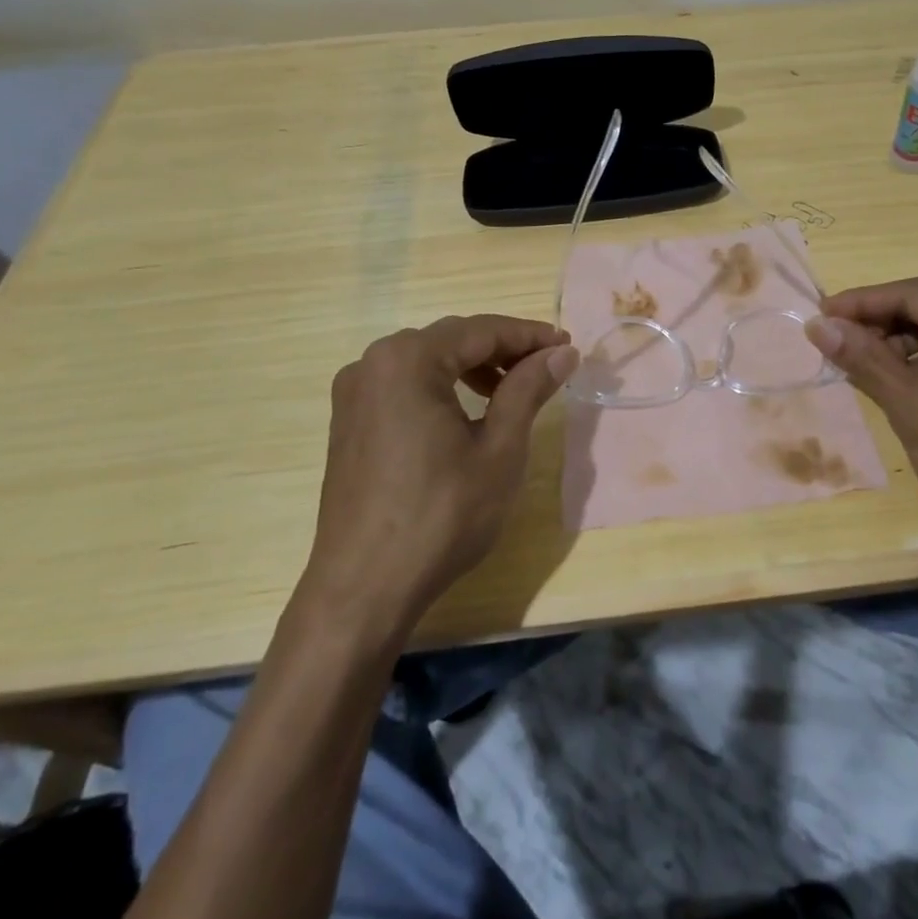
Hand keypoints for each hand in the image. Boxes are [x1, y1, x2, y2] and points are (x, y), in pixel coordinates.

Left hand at [306, 316, 579, 637]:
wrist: (364, 588)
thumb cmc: (441, 515)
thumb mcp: (499, 449)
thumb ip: (529, 389)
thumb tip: (563, 353)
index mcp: (407, 360)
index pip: (481, 331)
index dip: (529, 336)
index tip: (568, 347)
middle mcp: (372, 363)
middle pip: (452, 339)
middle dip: (503, 349)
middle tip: (548, 366)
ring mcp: (354, 393)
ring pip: (428, 360)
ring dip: (474, 367)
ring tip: (515, 389)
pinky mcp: (349, 421)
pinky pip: (405, 384)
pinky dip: (444, 386)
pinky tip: (470, 411)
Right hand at [806, 273, 917, 552]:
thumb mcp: (915, 410)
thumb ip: (866, 360)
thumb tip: (818, 325)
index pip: (916, 294)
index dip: (863, 302)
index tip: (819, 315)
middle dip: (884, 314)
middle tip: (839, 333)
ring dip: (905, 335)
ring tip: (866, 360)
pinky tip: (901, 378)